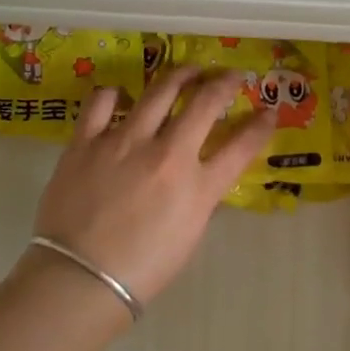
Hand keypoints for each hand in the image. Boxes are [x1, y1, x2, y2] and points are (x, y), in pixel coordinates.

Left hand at [29, 66, 275, 304]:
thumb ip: (199, 198)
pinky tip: (120, 95)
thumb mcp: (189, 236)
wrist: (80, 279)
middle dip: (224, 83)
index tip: (270, 111)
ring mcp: (124, 142)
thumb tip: (200, 176)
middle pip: (205, 103)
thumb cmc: (142, 270)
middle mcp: (167, 154)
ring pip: (159, 91)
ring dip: (180, 76)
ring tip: (188, 71)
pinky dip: (114, 94)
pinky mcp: (86, 141)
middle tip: (230, 76)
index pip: (242, 146)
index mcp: (197, 186)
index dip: (261, 125)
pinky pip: (101, 102)